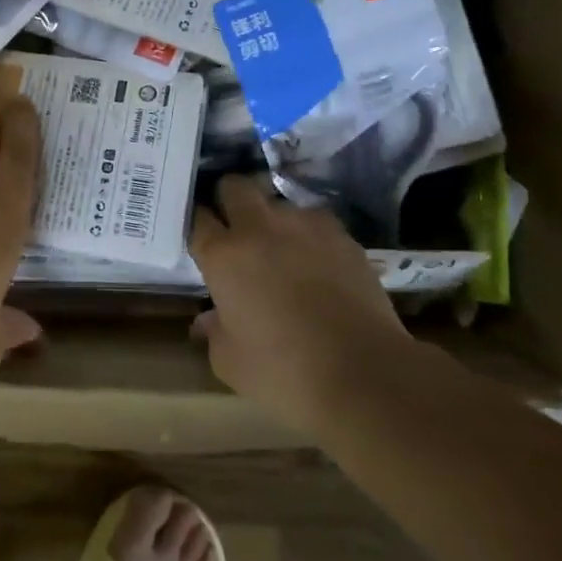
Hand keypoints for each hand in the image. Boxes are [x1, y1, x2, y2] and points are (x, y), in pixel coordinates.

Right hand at [190, 175, 413, 435]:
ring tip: (282, 248)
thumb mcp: (231, 363)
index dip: (197, 225)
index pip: (198, 219)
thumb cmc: (284, 372)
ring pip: (279, 203)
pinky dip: (310, 236)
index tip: (201, 238)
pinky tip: (318, 262)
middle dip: (229, 198)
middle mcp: (259, 228)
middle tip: (234, 226)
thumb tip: (209, 319)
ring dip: (274, 219)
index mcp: (223, 256)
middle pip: (235, 186)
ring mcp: (304, 226)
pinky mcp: (342, 236)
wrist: (364, 374)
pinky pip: (316, 223)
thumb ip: (214, 332)